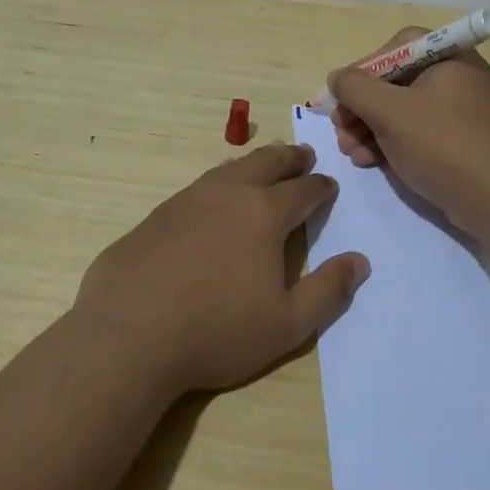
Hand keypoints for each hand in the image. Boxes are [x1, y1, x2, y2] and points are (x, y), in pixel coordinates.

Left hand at [72, 143, 371, 394]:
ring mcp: (188, 200)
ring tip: (264, 164)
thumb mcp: (287, 325)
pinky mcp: (158, 214)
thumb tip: (360, 261)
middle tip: (303, 155)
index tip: (329, 186)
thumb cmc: (217, 331)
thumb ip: (327, 291)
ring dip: (253, 164)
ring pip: (230, 169)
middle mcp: (228, 194)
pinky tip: (214, 195)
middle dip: (289, 158)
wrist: (129, 334)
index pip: (303, 190)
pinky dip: (220, 182)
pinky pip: (199, 186)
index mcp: (264, 214)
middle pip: (266, 163)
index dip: (321, 187)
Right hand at [329, 28, 489, 239]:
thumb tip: (337, 78)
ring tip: (349, 151)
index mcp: (448, 58)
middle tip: (340, 128)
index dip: (363, 68)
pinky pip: (416, 132)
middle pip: (396, 81)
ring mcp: (460, 112)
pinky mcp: (459, 142)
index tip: (342, 96)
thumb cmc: (443, 144)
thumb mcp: (390, 111)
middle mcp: (457, 78)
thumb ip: (355, 88)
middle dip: (361, 106)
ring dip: (369, 127)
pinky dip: (390, 142)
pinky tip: (369, 161)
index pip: (396, 47)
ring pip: (402, 110)